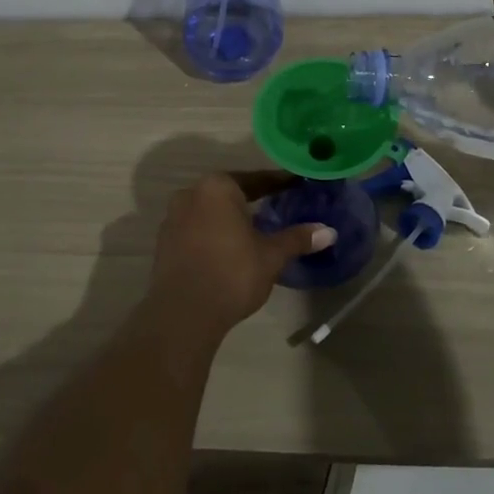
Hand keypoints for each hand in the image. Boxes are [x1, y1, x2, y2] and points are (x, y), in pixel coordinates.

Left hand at [144, 172, 334, 344]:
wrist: (183, 313)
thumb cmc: (232, 273)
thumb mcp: (271, 256)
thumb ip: (297, 239)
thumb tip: (329, 231)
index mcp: (218, 187)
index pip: (256, 180)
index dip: (279, 183)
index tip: (297, 184)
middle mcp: (191, 194)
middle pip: (229, 193)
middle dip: (252, 200)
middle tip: (278, 206)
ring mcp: (173, 218)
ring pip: (210, 211)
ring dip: (230, 218)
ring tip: (254, 230)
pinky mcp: (164, 242)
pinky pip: (196, 229)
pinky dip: (214, 234)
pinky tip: (229, 249)